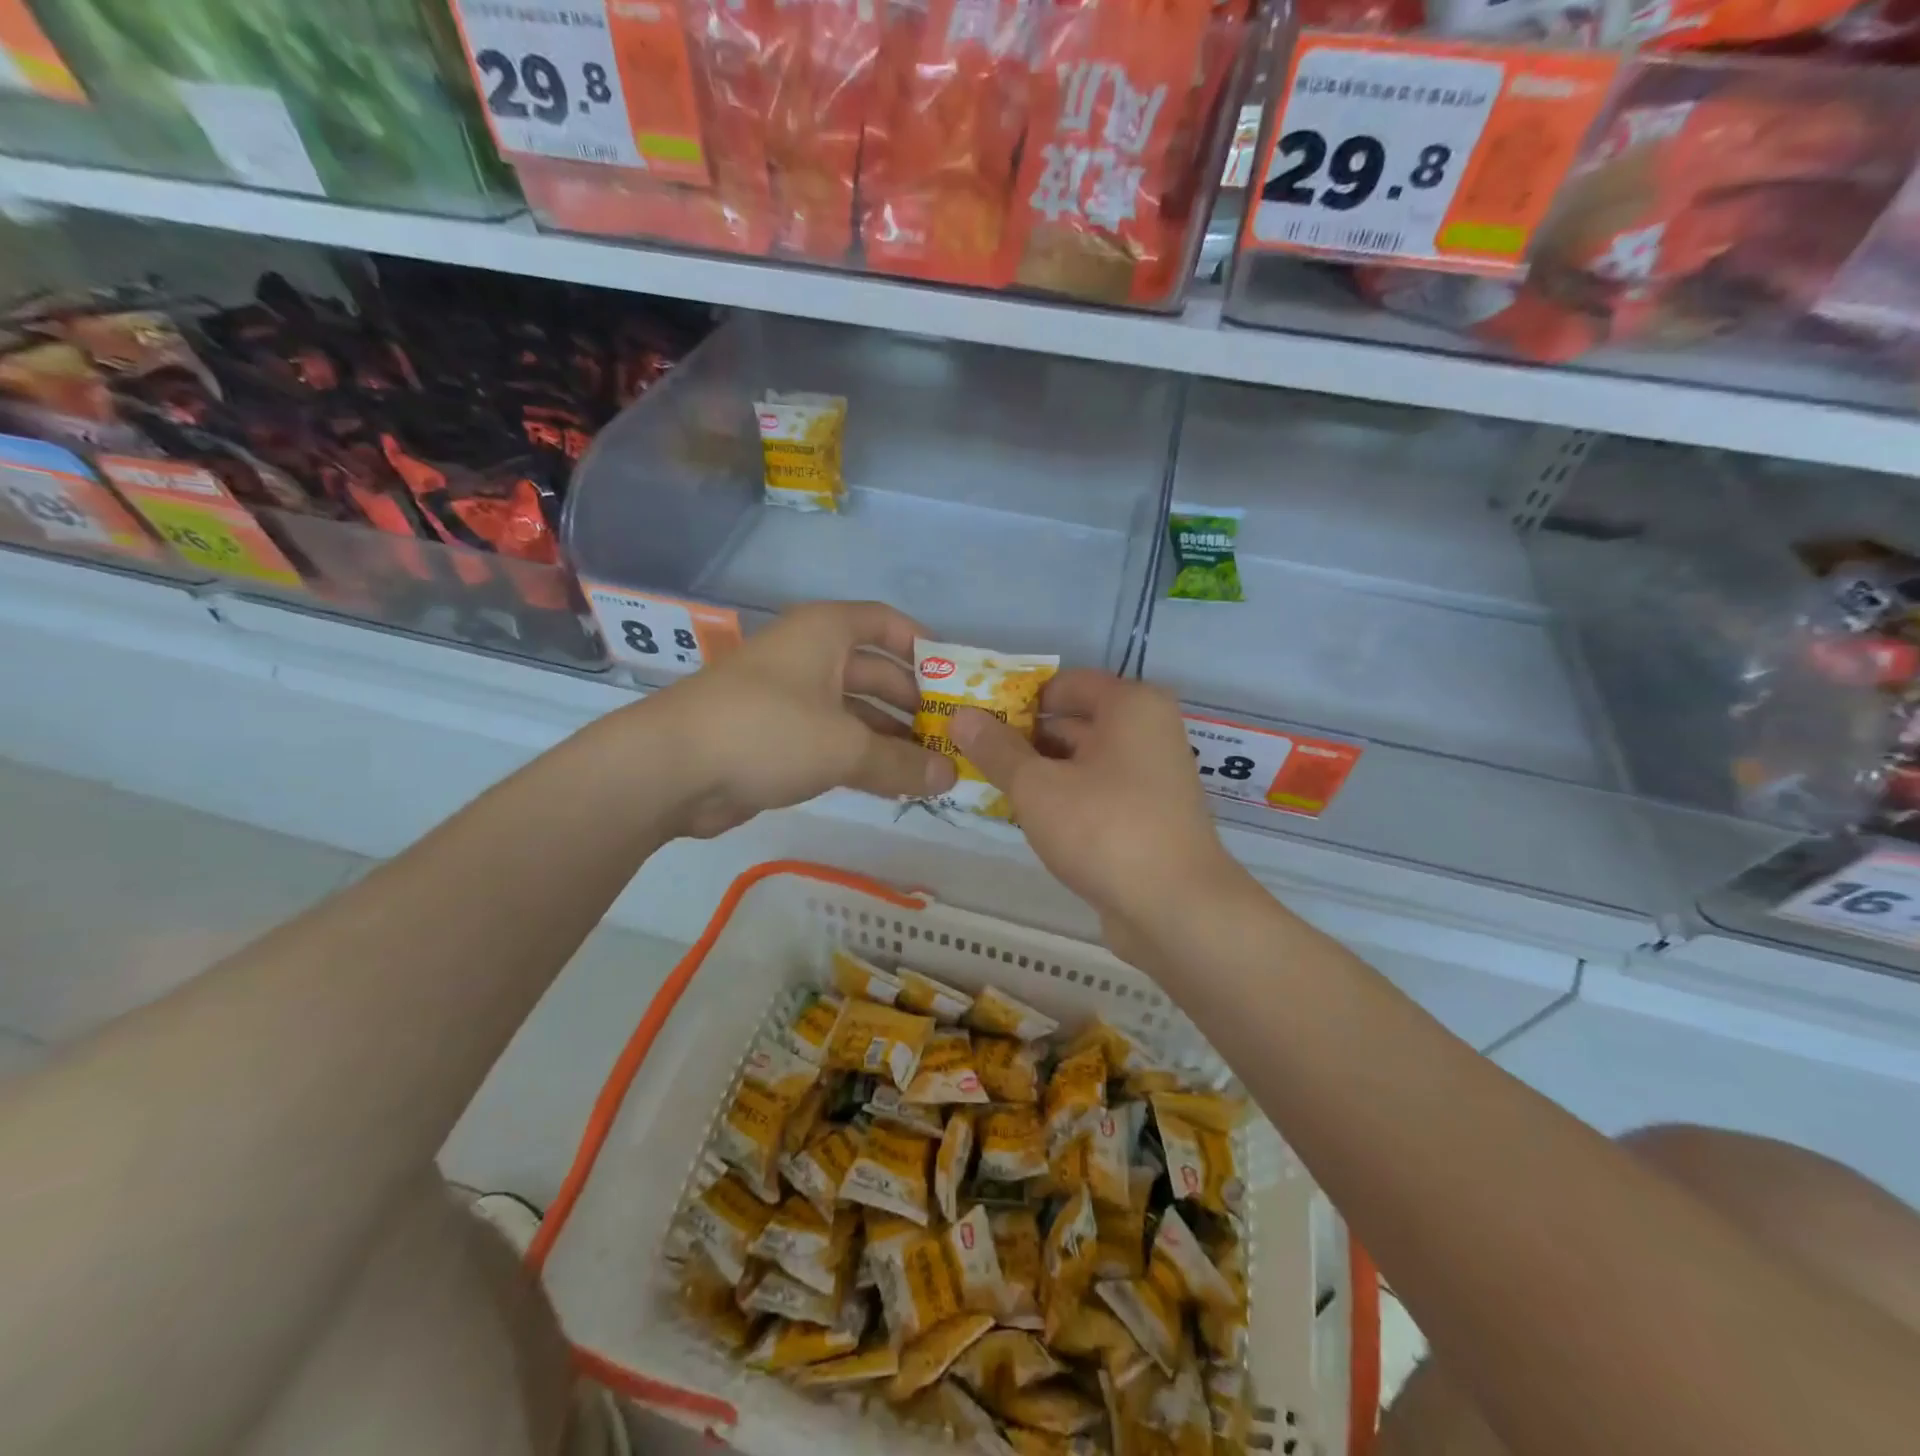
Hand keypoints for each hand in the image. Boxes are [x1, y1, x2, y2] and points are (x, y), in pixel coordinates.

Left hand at [649, 601, 955, 837]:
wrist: (670, 768)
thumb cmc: (767, 731)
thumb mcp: (844, 746)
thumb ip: (901, 763)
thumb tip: (950, 776)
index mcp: (826, 633)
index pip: (887, 624)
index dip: (924, 647)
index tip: (956, 680)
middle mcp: (809, 655)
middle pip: (875, 671)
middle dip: (913, 703)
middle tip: (952, 736)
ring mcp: (789, 696)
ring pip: (853, 710)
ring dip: (890, 736)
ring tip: (931, 766)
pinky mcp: (774, 735)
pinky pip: (830, 738)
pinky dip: (860, 756)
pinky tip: (890, 782)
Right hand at [951, 672, 1254, 961]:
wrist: (1176, 909)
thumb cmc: (1105, 829)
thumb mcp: (1037, 786)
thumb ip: (997, 750)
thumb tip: (961, 716)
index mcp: (1130, 705)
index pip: (1063, 683)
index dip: (1016, 698)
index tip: (976, 720)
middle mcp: (1147, 731)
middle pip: (1072, 721)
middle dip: (1021, 738)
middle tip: (969, 754)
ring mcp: (1150, 776)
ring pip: (1081, 760)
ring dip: (1038, 771)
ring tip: (986, 784)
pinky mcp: (1146, 815)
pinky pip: (1094, 792)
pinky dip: (1062, 798)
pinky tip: (1025, 816)